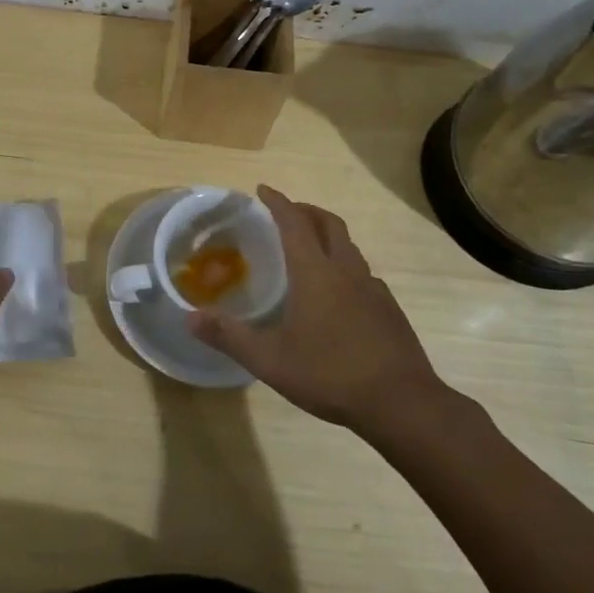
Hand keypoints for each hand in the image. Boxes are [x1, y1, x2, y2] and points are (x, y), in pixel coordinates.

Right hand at [187, 186, 446, 432]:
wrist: (402, 403)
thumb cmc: (331, 374)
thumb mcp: (270, 360)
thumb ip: (229, 336)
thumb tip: (190, 318)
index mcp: (316, 273)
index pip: (294, 223)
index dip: (278, 202)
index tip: (263, 189)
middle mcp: (346, 271)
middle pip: (329, 224)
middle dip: (306, 211)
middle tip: (286, 213)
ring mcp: (373, 289)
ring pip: (349, 247)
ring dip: (328, 236)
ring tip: (310, 249)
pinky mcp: (389, 310)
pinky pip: (363, 273)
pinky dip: (345, 266)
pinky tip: (338, 293)